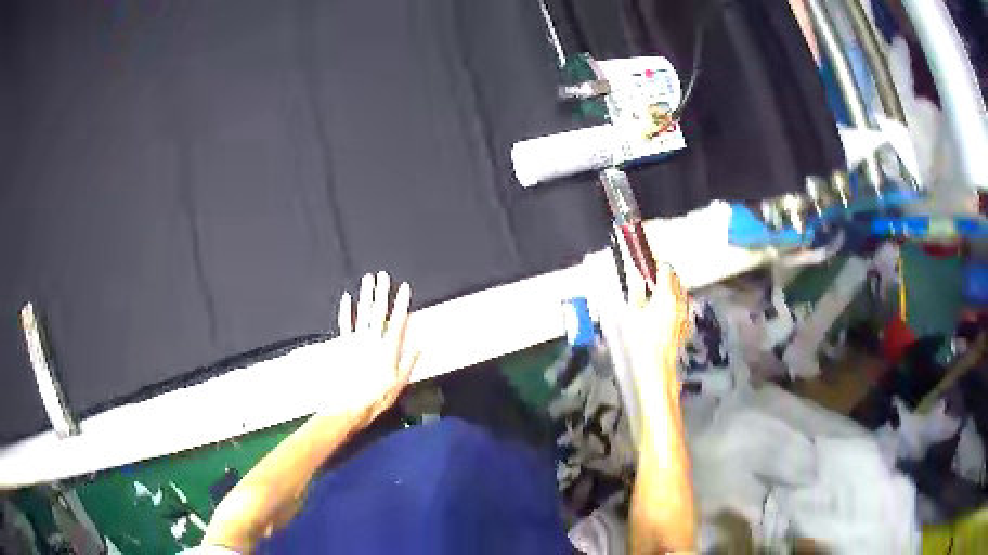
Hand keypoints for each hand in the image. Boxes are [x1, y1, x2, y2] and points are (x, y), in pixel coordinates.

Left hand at [330, 271, 418, 428]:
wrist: (349, 406)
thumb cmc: (377, 398)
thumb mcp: (400, 383)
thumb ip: (409, 361)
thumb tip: (420, 344)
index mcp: (388, 349)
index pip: (397, 321)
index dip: (402, 303)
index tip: (404, 287)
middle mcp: (372, 341)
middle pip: (378, 312)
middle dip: (382, 292)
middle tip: (383, 275)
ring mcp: (356, 341)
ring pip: (363, 313)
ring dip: (366, 295)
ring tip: (368, 279)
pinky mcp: (344, 346)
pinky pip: (345, 324)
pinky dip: (345, 310)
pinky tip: (347, 297)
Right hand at [626, 264, 690, 388]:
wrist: (655, 369)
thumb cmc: (640, 342)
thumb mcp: (631, 314)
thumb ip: (635, 291)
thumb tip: (635, 276)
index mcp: (666, 295)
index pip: (666, 268)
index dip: (656, 263)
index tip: (647, 263)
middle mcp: (680, 301)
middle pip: (675, 280)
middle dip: (664, 276)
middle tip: (648, 279)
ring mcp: (686, 314)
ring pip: (680, 293)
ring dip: (669, 290)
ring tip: (654, 296)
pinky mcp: (686, 326)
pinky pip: (682, 307)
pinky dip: (673, 304)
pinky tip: (661, 314)